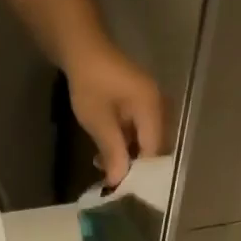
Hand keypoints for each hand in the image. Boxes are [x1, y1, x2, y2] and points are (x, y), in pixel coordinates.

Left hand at [66, 43, 166, 186]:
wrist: (82, 49)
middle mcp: (158, 107)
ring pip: (144, 142)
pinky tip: (105, 155)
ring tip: (105, 171)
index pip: (153, 152)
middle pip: (152, 149)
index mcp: (152, 109)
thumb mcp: (100, 122)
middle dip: (134, 169)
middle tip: (115, 186)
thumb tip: (118, 182)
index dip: (140, 174)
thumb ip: (113, 152)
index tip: (124, 192)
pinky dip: (123, 145)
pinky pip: (137, 132)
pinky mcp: (138, 105)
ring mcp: (149, 105)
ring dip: (126, 158)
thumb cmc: (91, 84)